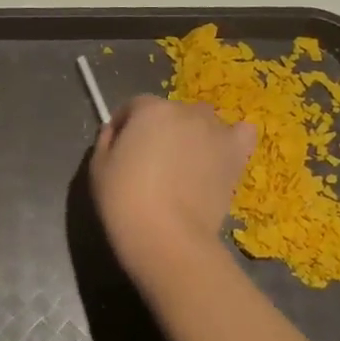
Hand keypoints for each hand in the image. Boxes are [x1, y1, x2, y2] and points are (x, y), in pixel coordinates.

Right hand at [89, 95, 254, 285]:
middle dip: (160, 130)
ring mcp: (215, 132)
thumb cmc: (123, 199)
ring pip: (203, 122)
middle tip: (151, 160)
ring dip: (192, 134)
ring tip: (185, 164)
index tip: (119, 145)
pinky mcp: (236, 155)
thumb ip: (106, 140)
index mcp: (150, 110)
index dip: (125, 124)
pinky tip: (220, 154)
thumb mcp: (97, 167)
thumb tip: (116, 131)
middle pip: (171, 112)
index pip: (135, 105)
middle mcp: (186, 112)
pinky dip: (232, 138)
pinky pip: (242, 133)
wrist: (166, 235)